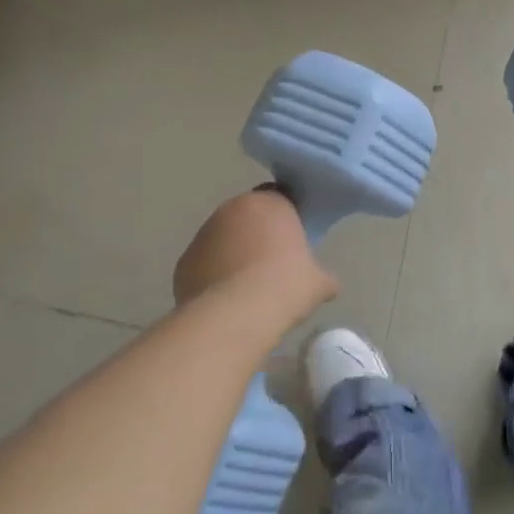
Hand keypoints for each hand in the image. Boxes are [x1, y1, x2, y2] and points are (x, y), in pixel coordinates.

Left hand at [173, 186, 336, 323]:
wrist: (236, 314)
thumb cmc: (285, 286)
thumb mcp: (318, 283)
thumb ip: (323, 276)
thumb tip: (329, 284)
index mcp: (269, 203)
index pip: (281, 199)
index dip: (288, 220)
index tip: (295, 243)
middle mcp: (231, 209)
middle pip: (248, 217)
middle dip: (258, 235)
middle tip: (273, 265)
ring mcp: (203, 234)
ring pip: (223, 240)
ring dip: (233, 255)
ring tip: (248, 288)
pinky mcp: (184, 261)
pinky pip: (204, 264)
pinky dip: (214, 276)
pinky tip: (227, 301)